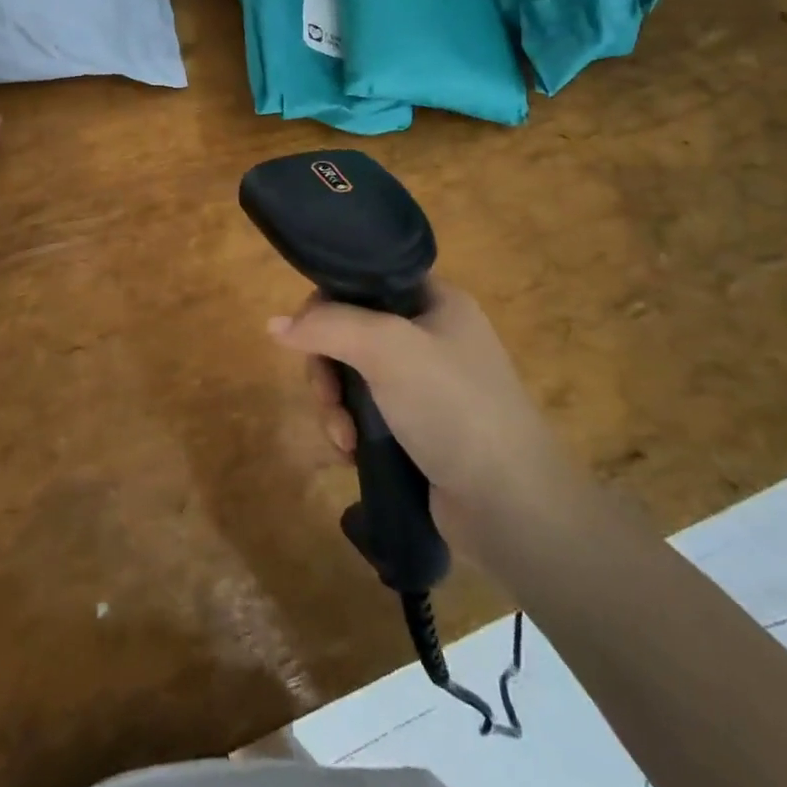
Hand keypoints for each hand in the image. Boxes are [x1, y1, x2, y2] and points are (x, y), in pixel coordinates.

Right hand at [270, 281, 561, 546]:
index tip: (308, 334)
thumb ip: (327, 326)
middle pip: (352, 331)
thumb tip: (274, 324)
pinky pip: (368, 414)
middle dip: (328, 367)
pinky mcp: (421, 429)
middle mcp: (432, 336)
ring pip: (355, 377)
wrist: (511, 506)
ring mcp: (428, 385)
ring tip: (342, 439)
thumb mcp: (386, 348)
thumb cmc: (452, 406)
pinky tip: (352, 453)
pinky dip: (352, 430)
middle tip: (326, 397)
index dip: (330, 302)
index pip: (366, 281)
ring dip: (336, 405)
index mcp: (436, 301)